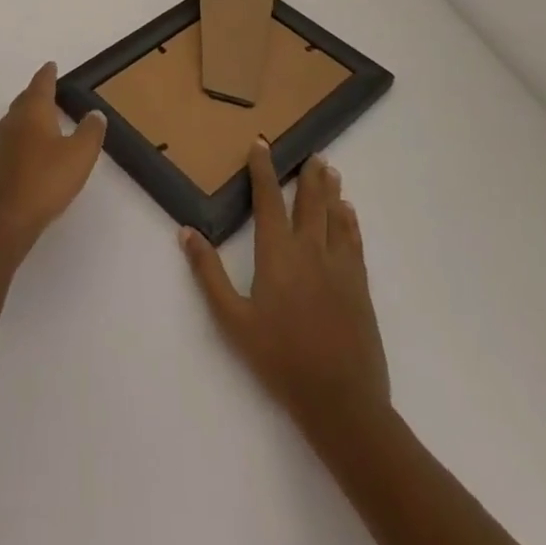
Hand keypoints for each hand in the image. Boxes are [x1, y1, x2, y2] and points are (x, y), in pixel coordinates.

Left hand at [0, 62, 106, 257]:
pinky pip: (13, 138)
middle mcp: (13, 120)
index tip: (52, 65)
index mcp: (33, 111)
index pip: (41, 84)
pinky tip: (33, 147)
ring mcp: (1, 143)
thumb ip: (90, 132)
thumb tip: (95, 113)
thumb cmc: (46, 180)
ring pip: (17, 118)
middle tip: (50, 88)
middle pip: (25, 98)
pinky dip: (24, 133)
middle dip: (37, 92)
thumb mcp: (79, 155)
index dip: (48, 74)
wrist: (5, 219)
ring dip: (29, 113)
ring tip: (44, 116)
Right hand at [182, 142, 389, 428]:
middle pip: (309, 202)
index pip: (268, 200)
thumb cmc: (279, 358)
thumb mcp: (232, 319)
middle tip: (312, 153)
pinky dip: (350, 222)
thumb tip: (186, 231)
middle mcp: (310, 250)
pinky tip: (349, 213)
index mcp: (277, 253)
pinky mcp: (359, 287)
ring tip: (331, 170)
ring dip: (331, 191)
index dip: (263, 170)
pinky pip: (354, 242)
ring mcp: (339, 267)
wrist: (341, 400)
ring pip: (334, 217)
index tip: (261, 143)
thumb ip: (208, 273)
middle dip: (308, 175)